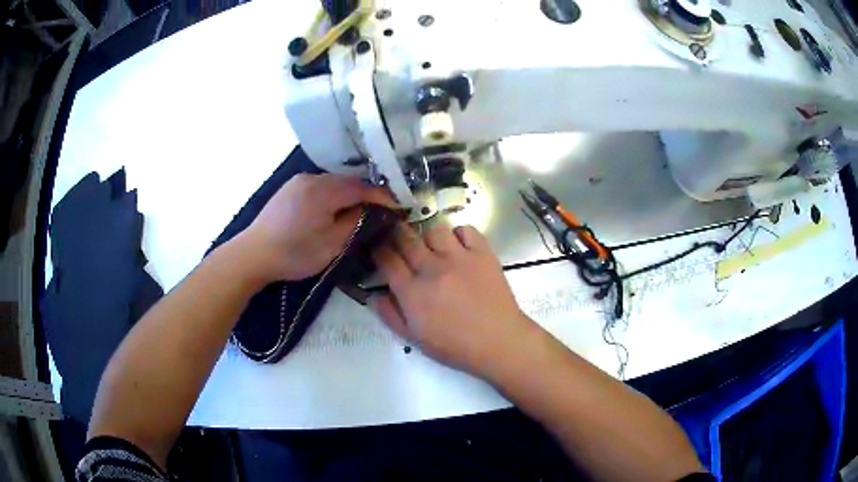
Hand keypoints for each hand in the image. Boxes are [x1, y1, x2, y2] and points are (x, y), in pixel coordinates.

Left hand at [237, 173, 393, 282]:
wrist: (254, 254)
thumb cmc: (294, 253)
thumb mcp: (332, 244)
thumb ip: (355, 222)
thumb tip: (370, 209)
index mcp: (324, 191)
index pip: (361, 188)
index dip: (382, 197)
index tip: (398, 207)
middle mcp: (312, 178)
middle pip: (347, 181)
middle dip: (366, 194)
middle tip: (381, 209)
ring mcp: (298, 181)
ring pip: (333, 183)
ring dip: (348, 193)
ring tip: (359, 210)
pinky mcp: (289, 188)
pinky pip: (319, 186)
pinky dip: (332, 194)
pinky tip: (333, 208)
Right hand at [370, 224, 537, 377]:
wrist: (499, 341)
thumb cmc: (455, 346)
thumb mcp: (415, 339)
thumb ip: (390, 315)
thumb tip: (374, 294)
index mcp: (412, 292)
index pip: (387, 259)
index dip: (379, 250)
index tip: (378, 249)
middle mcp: (432, 269)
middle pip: (406, 238)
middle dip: (396, 234)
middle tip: (398, 239)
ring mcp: (459, 258)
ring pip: (434, 230)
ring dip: (428, 237)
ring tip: (433, 248)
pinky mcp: (482, 253)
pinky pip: (465, 230)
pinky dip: (459, 234)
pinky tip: (459, 247)